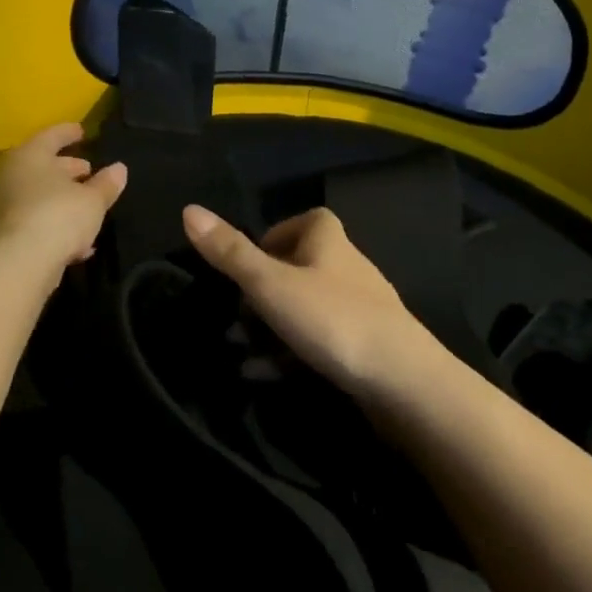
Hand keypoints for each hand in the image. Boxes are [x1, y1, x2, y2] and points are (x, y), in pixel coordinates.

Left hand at [0, 123, 126, 270]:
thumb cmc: (57, 217)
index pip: (51, 136)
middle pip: (41, 166)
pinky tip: (74, 243)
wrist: (16, 265)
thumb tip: (119, 169)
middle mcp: (9, 176)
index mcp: (30, 157)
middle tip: (88, 171)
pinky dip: (51, 225)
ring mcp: (0, 207)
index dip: (69, 133)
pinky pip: (31, 222)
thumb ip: (106, 184)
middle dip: (66, 169)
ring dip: (59, 200)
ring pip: (35, 196)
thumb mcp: (92, 201)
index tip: (82, 132)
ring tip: (85, 208)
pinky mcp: (0, 236)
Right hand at [182, 204, 450, 403]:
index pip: (308, 221)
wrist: (402, 382)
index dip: (277, 234)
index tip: (249, 262)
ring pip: (309, 309)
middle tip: (237, 314)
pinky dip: (291, 353)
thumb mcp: (270, 284)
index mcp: (330, 242)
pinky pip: (321, 342)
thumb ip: (230, 253)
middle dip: (266, 289)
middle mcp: (348, 269)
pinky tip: (263, 375)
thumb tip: (188, 209)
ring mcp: (361, 310)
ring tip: (240, 350)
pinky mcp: (367, 348)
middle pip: (303, 267)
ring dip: (273, 326)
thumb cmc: (332, 319)